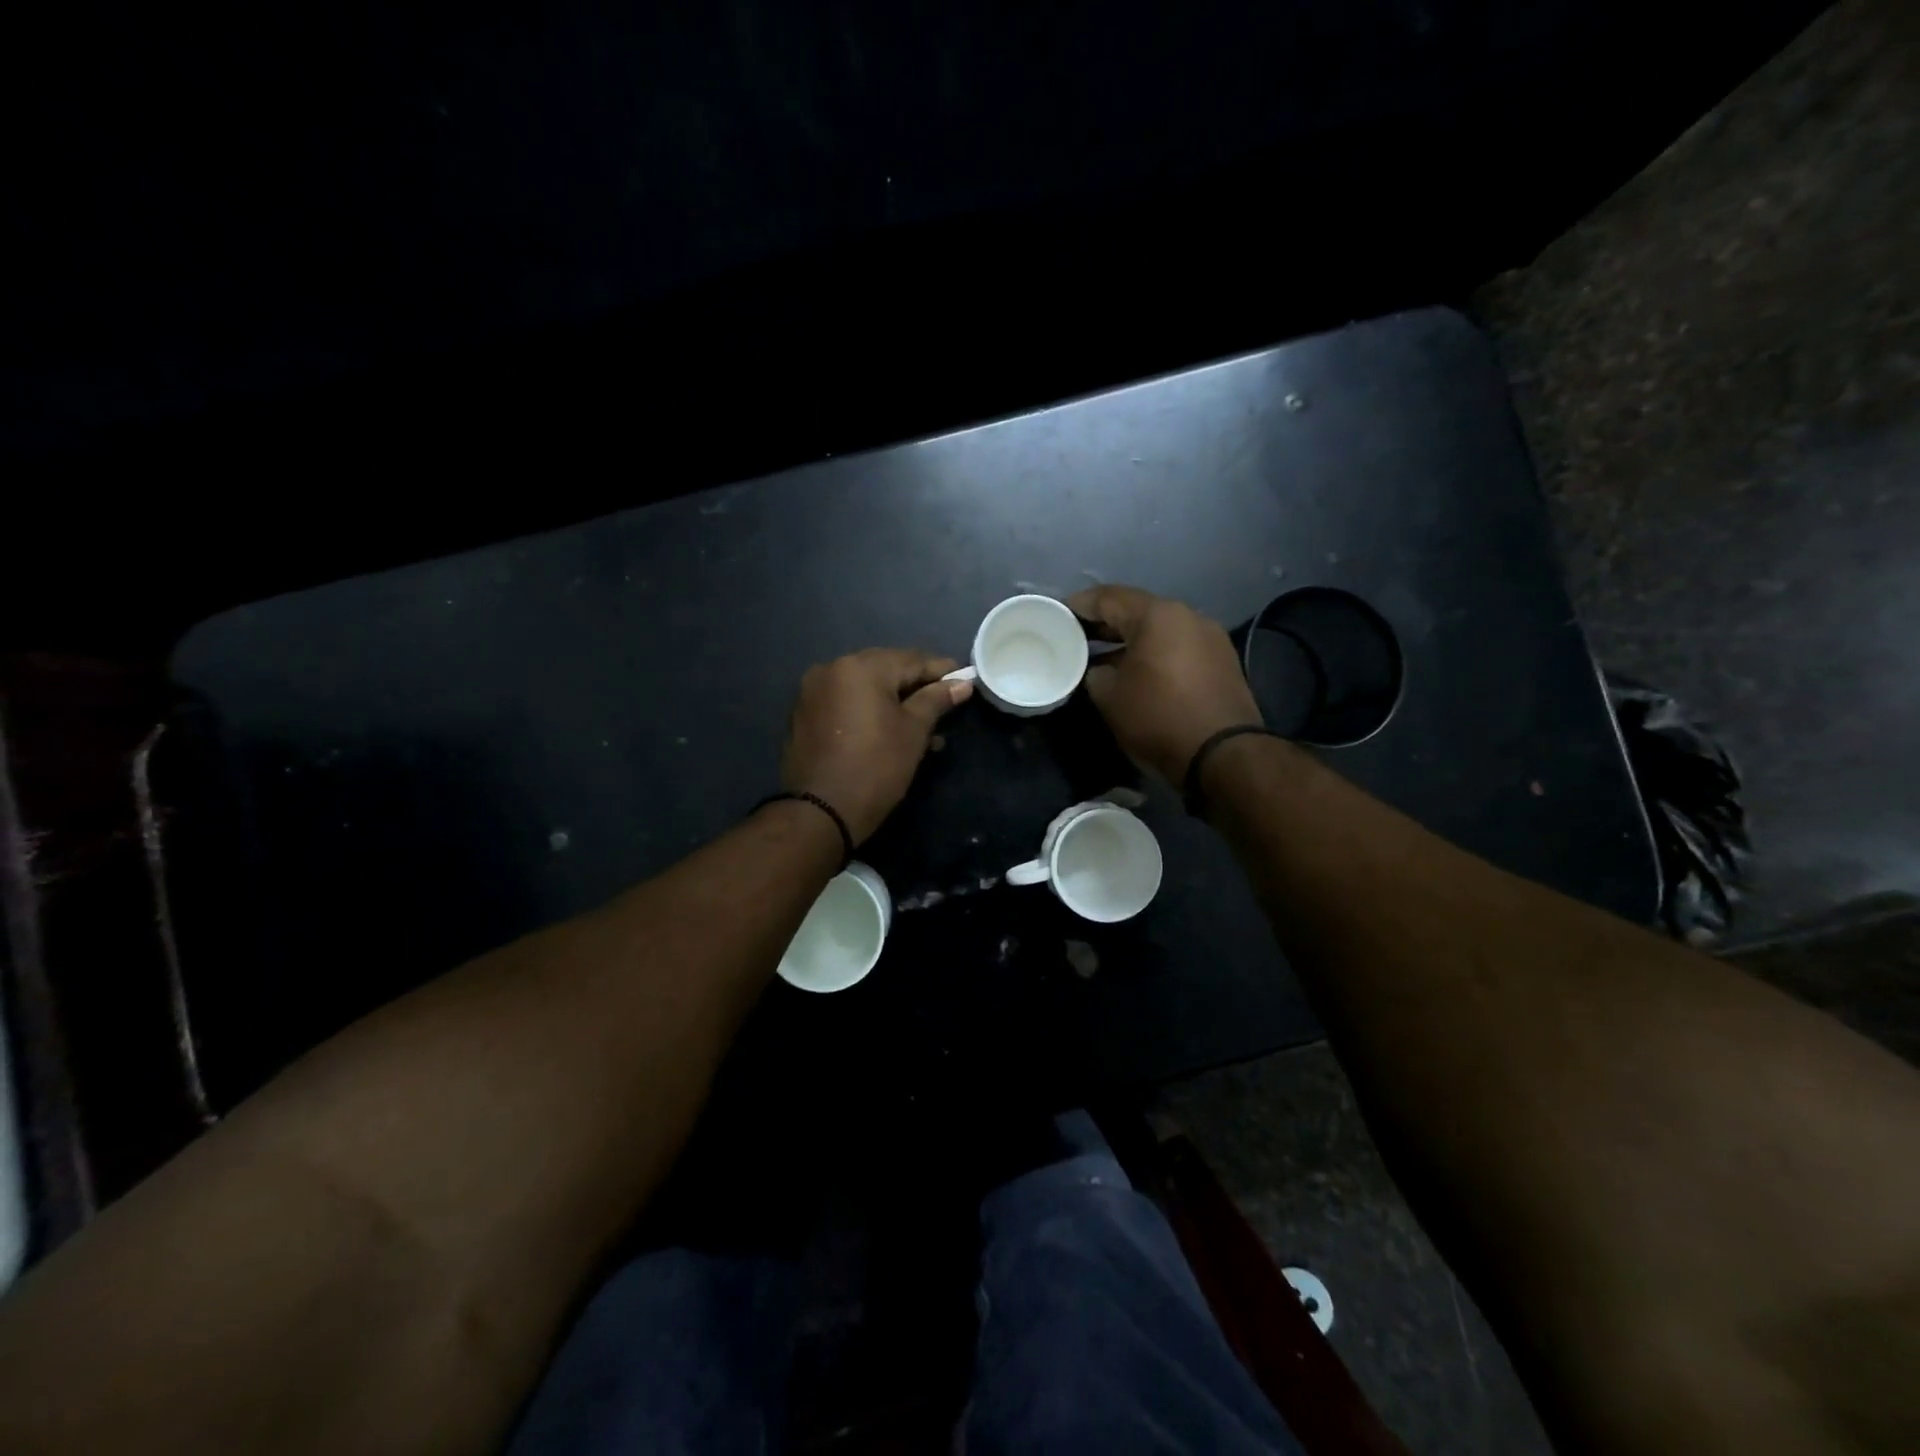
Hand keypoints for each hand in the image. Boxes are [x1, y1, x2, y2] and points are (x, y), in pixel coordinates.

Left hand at [780, 648, 972, 842]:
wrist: (821, 812)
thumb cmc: (876, 767)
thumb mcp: (914, 731)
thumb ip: (937, 700)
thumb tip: (962, 684)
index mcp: (860, 667)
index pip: (912, 660)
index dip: (942, 670)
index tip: (965, 680)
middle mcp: (832, 669)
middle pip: (886, 670)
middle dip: (917, 686)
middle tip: (946, 703)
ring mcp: (814, 692)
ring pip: (866, 689)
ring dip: (895, 703)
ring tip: (925, 728)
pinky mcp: (805, 715)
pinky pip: (847, 704)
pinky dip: (870, 712)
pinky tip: (892, 732)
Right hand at [1067, 585, 1261, 786]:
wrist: (1222, 755)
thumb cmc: (1158, 718)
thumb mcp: (1109, 697)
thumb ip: (1094, 674)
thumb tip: (1097, 671)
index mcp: (1157, 615)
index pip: (1108, 598)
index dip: (1079, 605)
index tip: (1058, 615)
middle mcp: (1188, 616)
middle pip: (1137, 610)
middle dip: (1105, 623)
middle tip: (1076, 636)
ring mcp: (1210, 638)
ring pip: (1160, 630)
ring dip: (1131, 640)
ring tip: (1103, 658)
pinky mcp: (1222, 662)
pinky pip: (1178, 647)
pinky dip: (1154, 653)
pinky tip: (1137, 672)